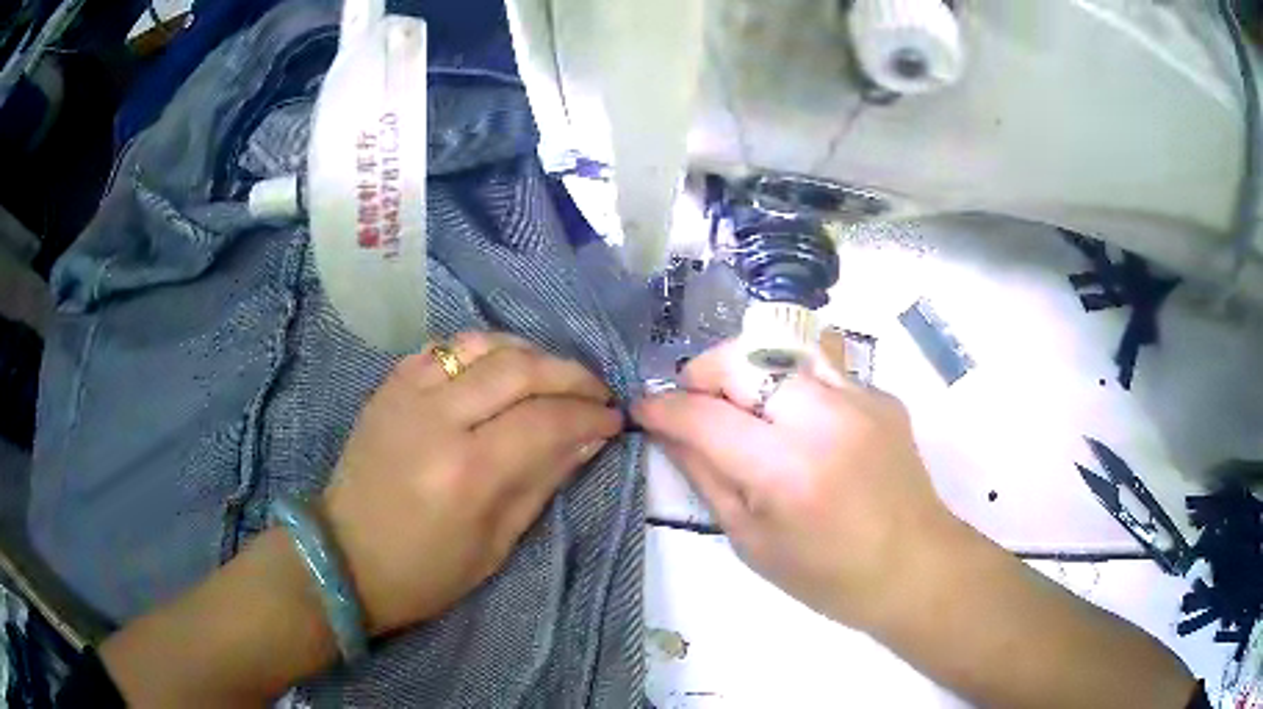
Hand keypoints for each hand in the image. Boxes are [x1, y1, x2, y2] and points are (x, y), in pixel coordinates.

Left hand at [320, 332, 622, 634]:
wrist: (345, 556)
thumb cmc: (426, 571)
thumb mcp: (496, 544)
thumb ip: (543, 481)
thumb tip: (589, 437)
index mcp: (468, 472)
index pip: (546, 420)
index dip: (590, 415)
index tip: (615, 420)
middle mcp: (437, 418)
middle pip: (520, 368)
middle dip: (571, 374)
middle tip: (596, 391)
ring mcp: (407, 393)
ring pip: (482, 344)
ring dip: (529, 352)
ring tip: (553, 374)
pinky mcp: (389, 385)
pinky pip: (445, 347)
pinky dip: (481, 350)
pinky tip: (499, 368)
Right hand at [633, 331, 952, 628]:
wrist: (914, 567)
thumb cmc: (827, 575)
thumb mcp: (751, 540)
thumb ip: (706, 476)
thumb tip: (668, 431)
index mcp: (786, 471)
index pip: (705, 416)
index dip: (664, 407)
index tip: (644, 406)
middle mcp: (825, 419)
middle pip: (744, 359)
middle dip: (704, 373)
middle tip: (694, 402)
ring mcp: (860, 398)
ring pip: (783, 348)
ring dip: (748, 368)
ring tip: (742, 402)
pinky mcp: (882, 394)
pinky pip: (822, 368)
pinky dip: (793, 384)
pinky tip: (798, 420)